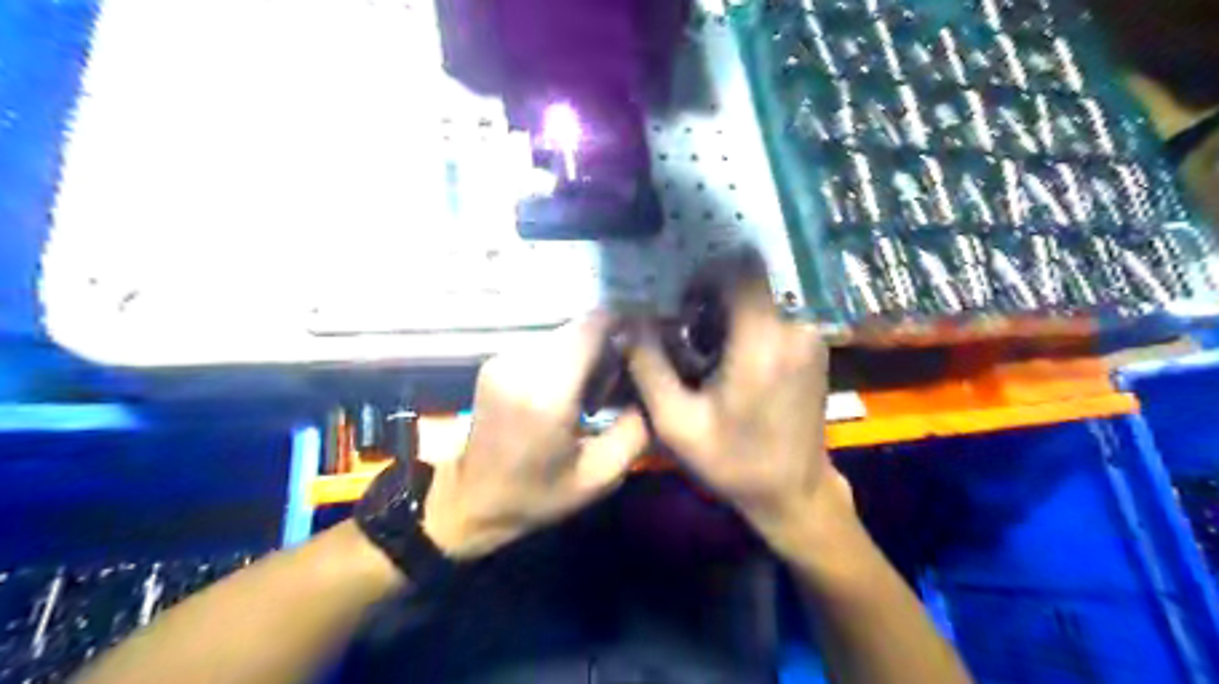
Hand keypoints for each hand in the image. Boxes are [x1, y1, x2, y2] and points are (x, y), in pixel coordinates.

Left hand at [424, 316, 646, 560]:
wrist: (472, 501)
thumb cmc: (539, 494)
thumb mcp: (602, 474)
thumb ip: (637, 426)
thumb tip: (651, 382)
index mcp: (548, 393)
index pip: (593, 325)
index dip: (624, 325)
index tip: (644, 346)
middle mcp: (521, 364)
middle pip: (580, 327)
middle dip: (607, 346)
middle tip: (615, 385)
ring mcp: (503, 359)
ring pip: (563, 335)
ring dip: (585, 354)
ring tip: (588, 396)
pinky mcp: (495, 361)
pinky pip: (544, 346)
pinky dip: (563, 360)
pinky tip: (564, 394)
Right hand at [623, 272, 850, 556]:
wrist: (795, 492)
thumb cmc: (734, 461)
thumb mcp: (675, 422)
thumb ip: (647, 365)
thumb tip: (628, 321)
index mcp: (760, 341)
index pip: (740, 267)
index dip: (706, 274)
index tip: (682, 303)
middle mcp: (793, 328)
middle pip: (747, 282)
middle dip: (711, 300)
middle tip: (687, 337)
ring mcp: (809, 336)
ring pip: (759, 299)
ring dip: (727, 317)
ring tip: (707, 358)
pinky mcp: (814, 347)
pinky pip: (774, 317)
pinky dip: (747, 329)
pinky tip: (732, 366)